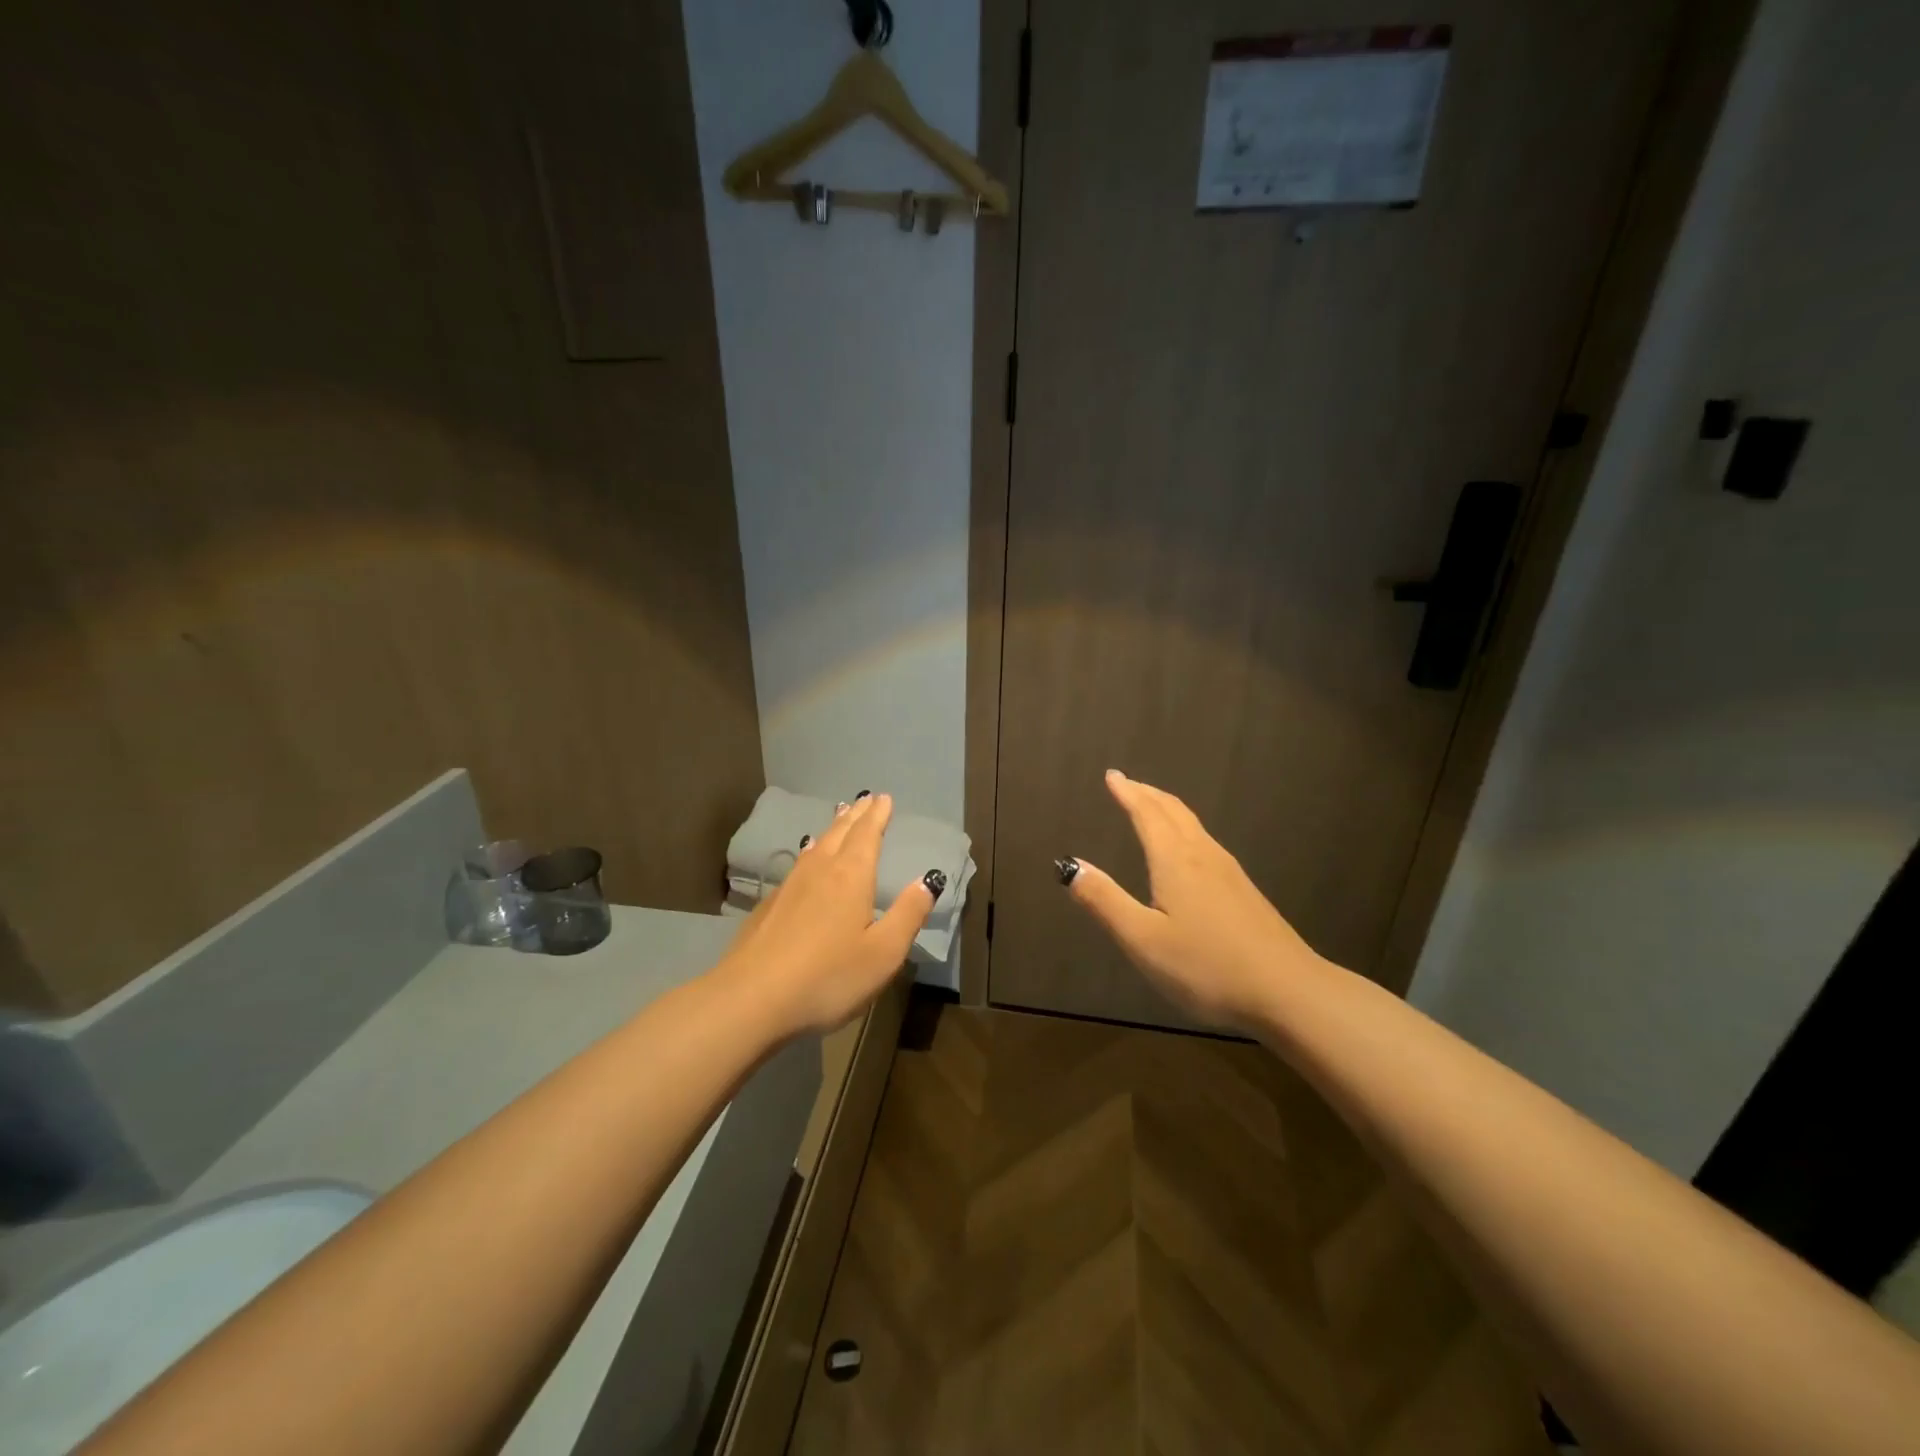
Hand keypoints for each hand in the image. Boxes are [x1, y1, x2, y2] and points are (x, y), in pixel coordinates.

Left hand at [717, 793, 936, 1036]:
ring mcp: (789, 887)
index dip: (877, 815)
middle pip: (840, 833)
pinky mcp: (768, 906)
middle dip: (856, 815)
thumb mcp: (883, 953)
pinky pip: (798, 864)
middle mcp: (819, 871)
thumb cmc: (828, 977)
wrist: (751, 998)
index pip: (867, 835)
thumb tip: (928, 880)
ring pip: (816, 846)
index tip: (884, 797)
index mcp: (851, 876)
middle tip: (865, 798)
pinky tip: (806, 860)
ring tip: (840, 816)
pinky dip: (811, 852)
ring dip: (832, 828)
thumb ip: (908, 914)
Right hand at [1063, 770, 1324, 1031]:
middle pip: (1173, 811)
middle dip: (1147, 794)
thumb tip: (1069, 865)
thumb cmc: (1207, 968)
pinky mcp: (1244, 891)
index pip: (1147, 814)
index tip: (1112, 776)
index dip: (1127, 793)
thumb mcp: (1143, 940)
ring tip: (1151, 807)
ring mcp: (1229, 872)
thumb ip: (1104, 901)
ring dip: (1167, 809)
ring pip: (1193, 825)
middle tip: (1126, 783)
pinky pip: (1205, 842)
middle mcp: (1203, 856)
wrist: (1288, 992)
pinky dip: (1184, 829)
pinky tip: (1187, 849)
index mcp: (1175, 861)